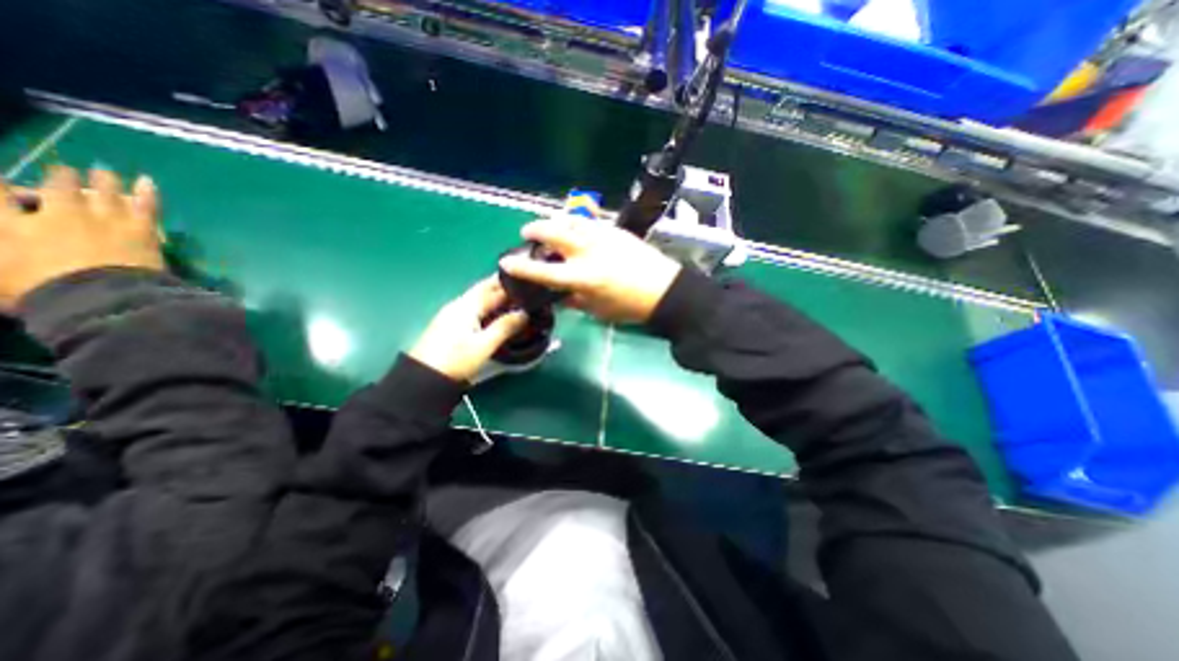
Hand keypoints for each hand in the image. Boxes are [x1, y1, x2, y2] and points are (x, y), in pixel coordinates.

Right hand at [0, 165, 161, 308]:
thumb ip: (2, 254)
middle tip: (65, 170)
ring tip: (103, 171)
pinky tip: (148, 181)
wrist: (101, 297)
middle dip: (60, 176)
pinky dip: (147, 193)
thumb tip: (5, 249)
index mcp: (8, 227)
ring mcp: (103, 220)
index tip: (2, 179)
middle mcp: (56, 215)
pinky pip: (145, 206)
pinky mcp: (141, 229)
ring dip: (102, 180)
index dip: (0, 185)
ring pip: (102, 191)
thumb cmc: (41, 293)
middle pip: (57, 186)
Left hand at [412, 276, 529, 383]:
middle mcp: (459, 305)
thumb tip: (525, 313)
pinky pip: (474, 309)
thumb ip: (505, 326)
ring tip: (516, 301)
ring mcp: (452, 314)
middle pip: (483, 290)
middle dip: (503, 287)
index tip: (528, 282)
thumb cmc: (456, 360)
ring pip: (479, 300)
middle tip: (524, 288)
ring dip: (496, 298)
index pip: (492, 288)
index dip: (511, 284)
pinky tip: (496, 315)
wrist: (423, 379)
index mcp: (467, 305)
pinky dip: (488, 308)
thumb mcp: (484, 345)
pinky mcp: (450, 325)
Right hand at [495, 217, 681, 321]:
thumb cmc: (630, 307)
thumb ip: (574, 301)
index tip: (505, 262)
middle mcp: (588, 252)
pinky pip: (589, 220)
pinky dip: (576, 222)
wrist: (664, 291)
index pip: (543, 272)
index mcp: (583, 278)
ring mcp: (603, 237)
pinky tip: (576, 228)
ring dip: (555, 221)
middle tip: (527, 233)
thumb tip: (558, 296)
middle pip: (553, 233)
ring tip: (550, 227)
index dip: (521, 267)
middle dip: (534, 230)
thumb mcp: (598, 310)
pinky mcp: (615, 230)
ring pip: (571, 220)